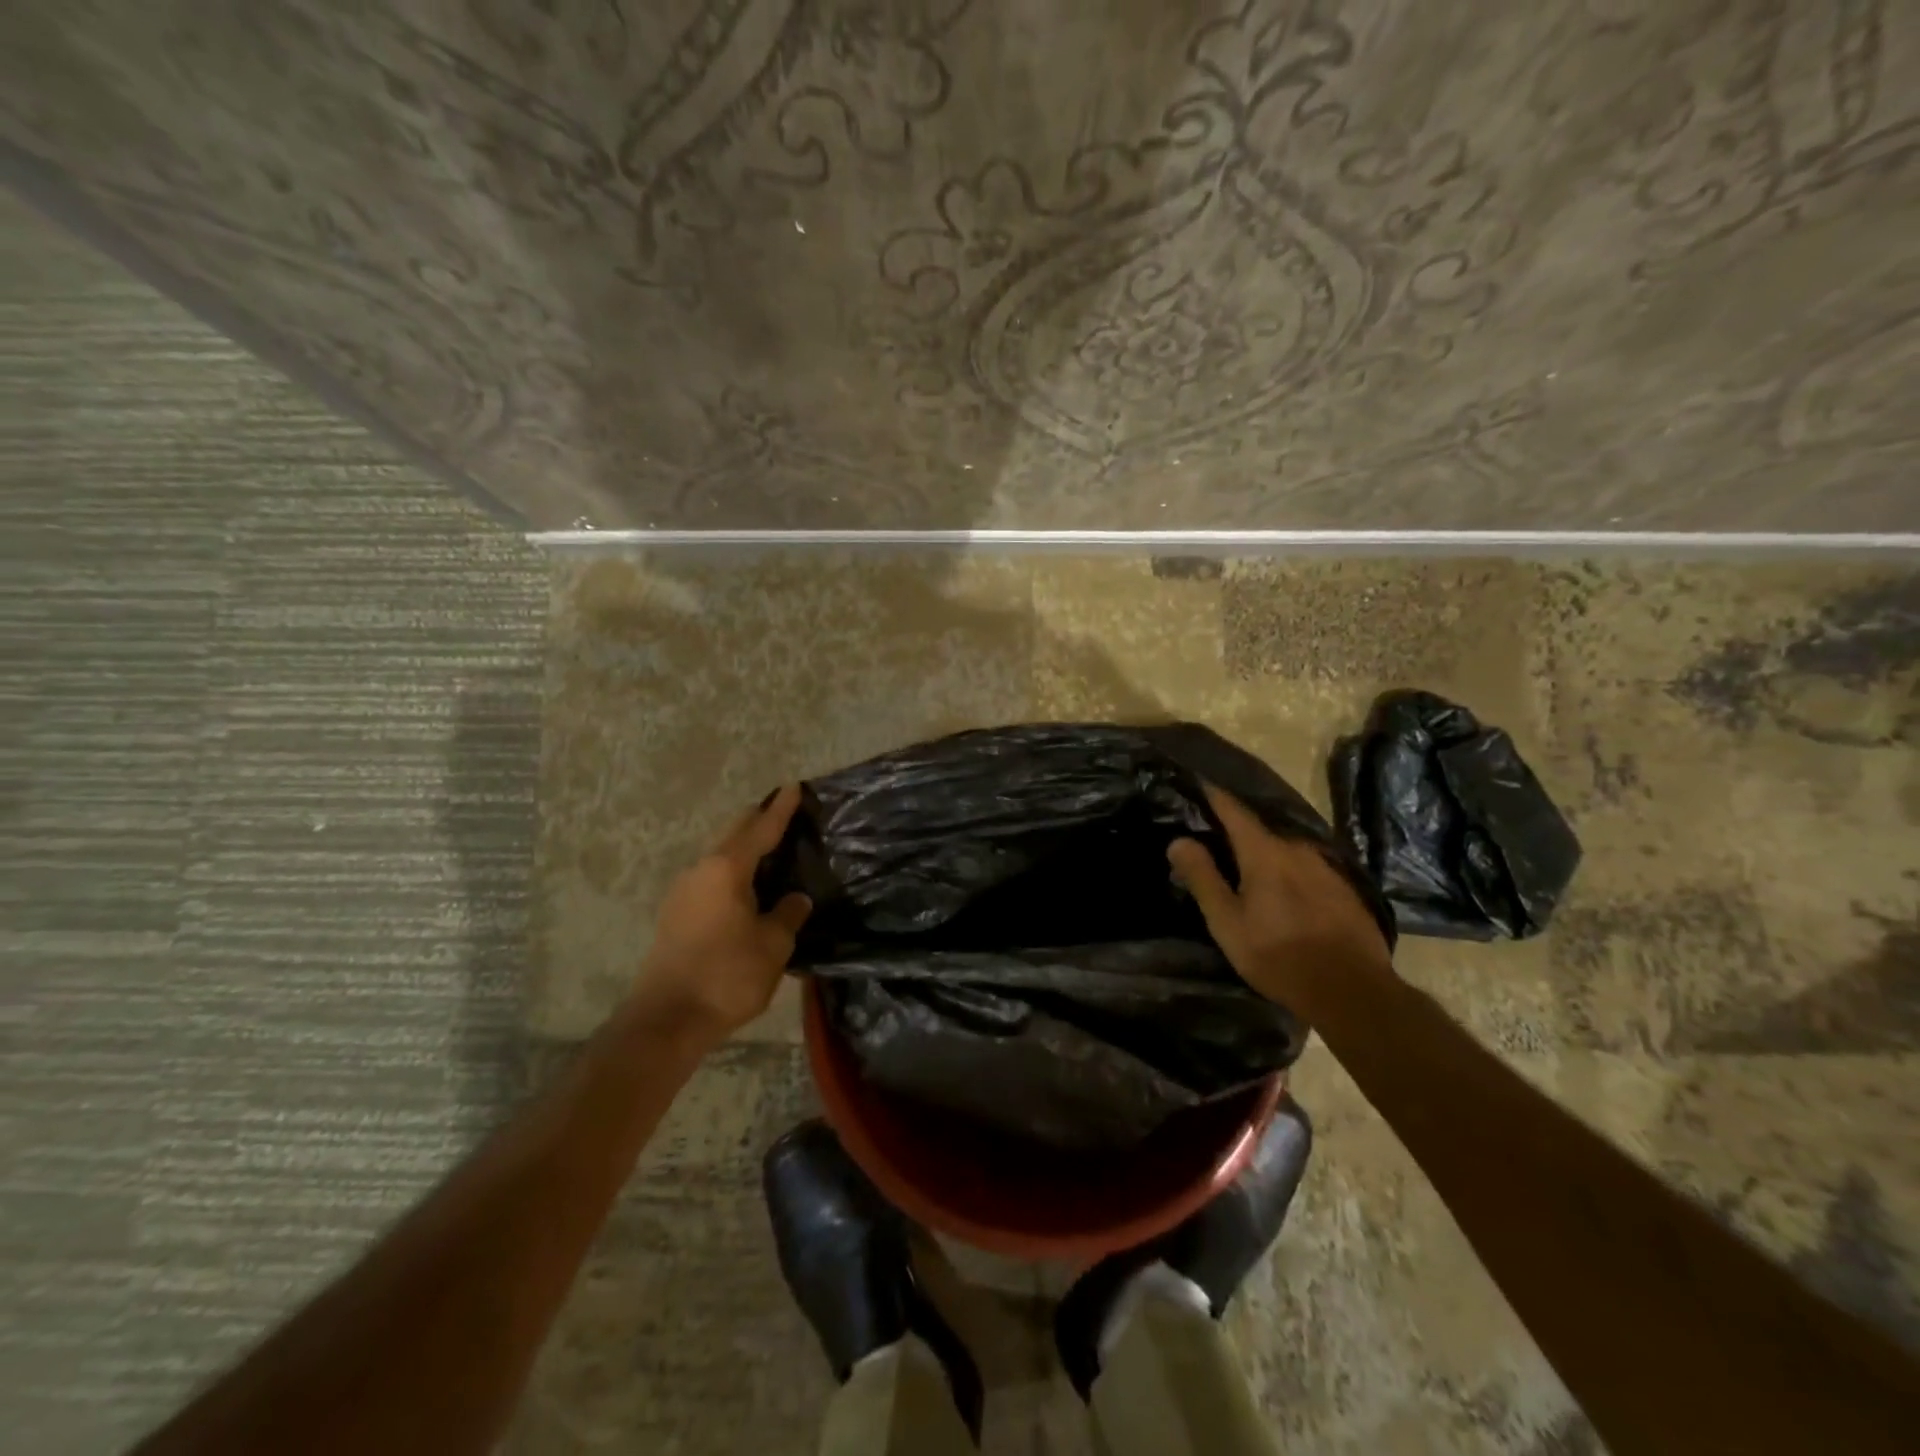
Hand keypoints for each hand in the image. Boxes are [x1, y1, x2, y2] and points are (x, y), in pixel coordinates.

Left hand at [632, 785, 813, 1044]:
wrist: (667, 1019)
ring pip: (720, 859)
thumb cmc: (727, 975)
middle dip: (758, 822)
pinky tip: (746, 890)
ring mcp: (682, 893)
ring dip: (743, 852)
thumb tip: (795, 899)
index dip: (780, 808)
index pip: (760, 829)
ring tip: (770, 854)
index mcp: (726, 869)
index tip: (793, 786)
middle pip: (734, 836)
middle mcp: (700, 871)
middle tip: (783, 815)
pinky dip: (732, 875)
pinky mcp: (675, 916)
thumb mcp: (773, 945)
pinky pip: (711, 881)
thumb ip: (787, 915)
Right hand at [1168, 783, 1390, 1010]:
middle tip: (1214, 837)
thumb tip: (1178, 840)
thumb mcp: (1228, 922)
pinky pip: (1307, 867)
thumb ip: (1203, 877)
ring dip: (1265, 851)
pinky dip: (1289, 870)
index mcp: (1264, 852)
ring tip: (1248, 866)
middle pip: (1260, 828)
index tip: (1198, 781)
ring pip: (1286, 848)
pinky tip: (1284, 890)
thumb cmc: (1279, 955)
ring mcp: (1326, 866)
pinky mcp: (1345, 887)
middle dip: (1236, 829)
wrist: (1352, 990)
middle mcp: (1297, 848)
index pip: (1233, 810)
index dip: (1214, 794)